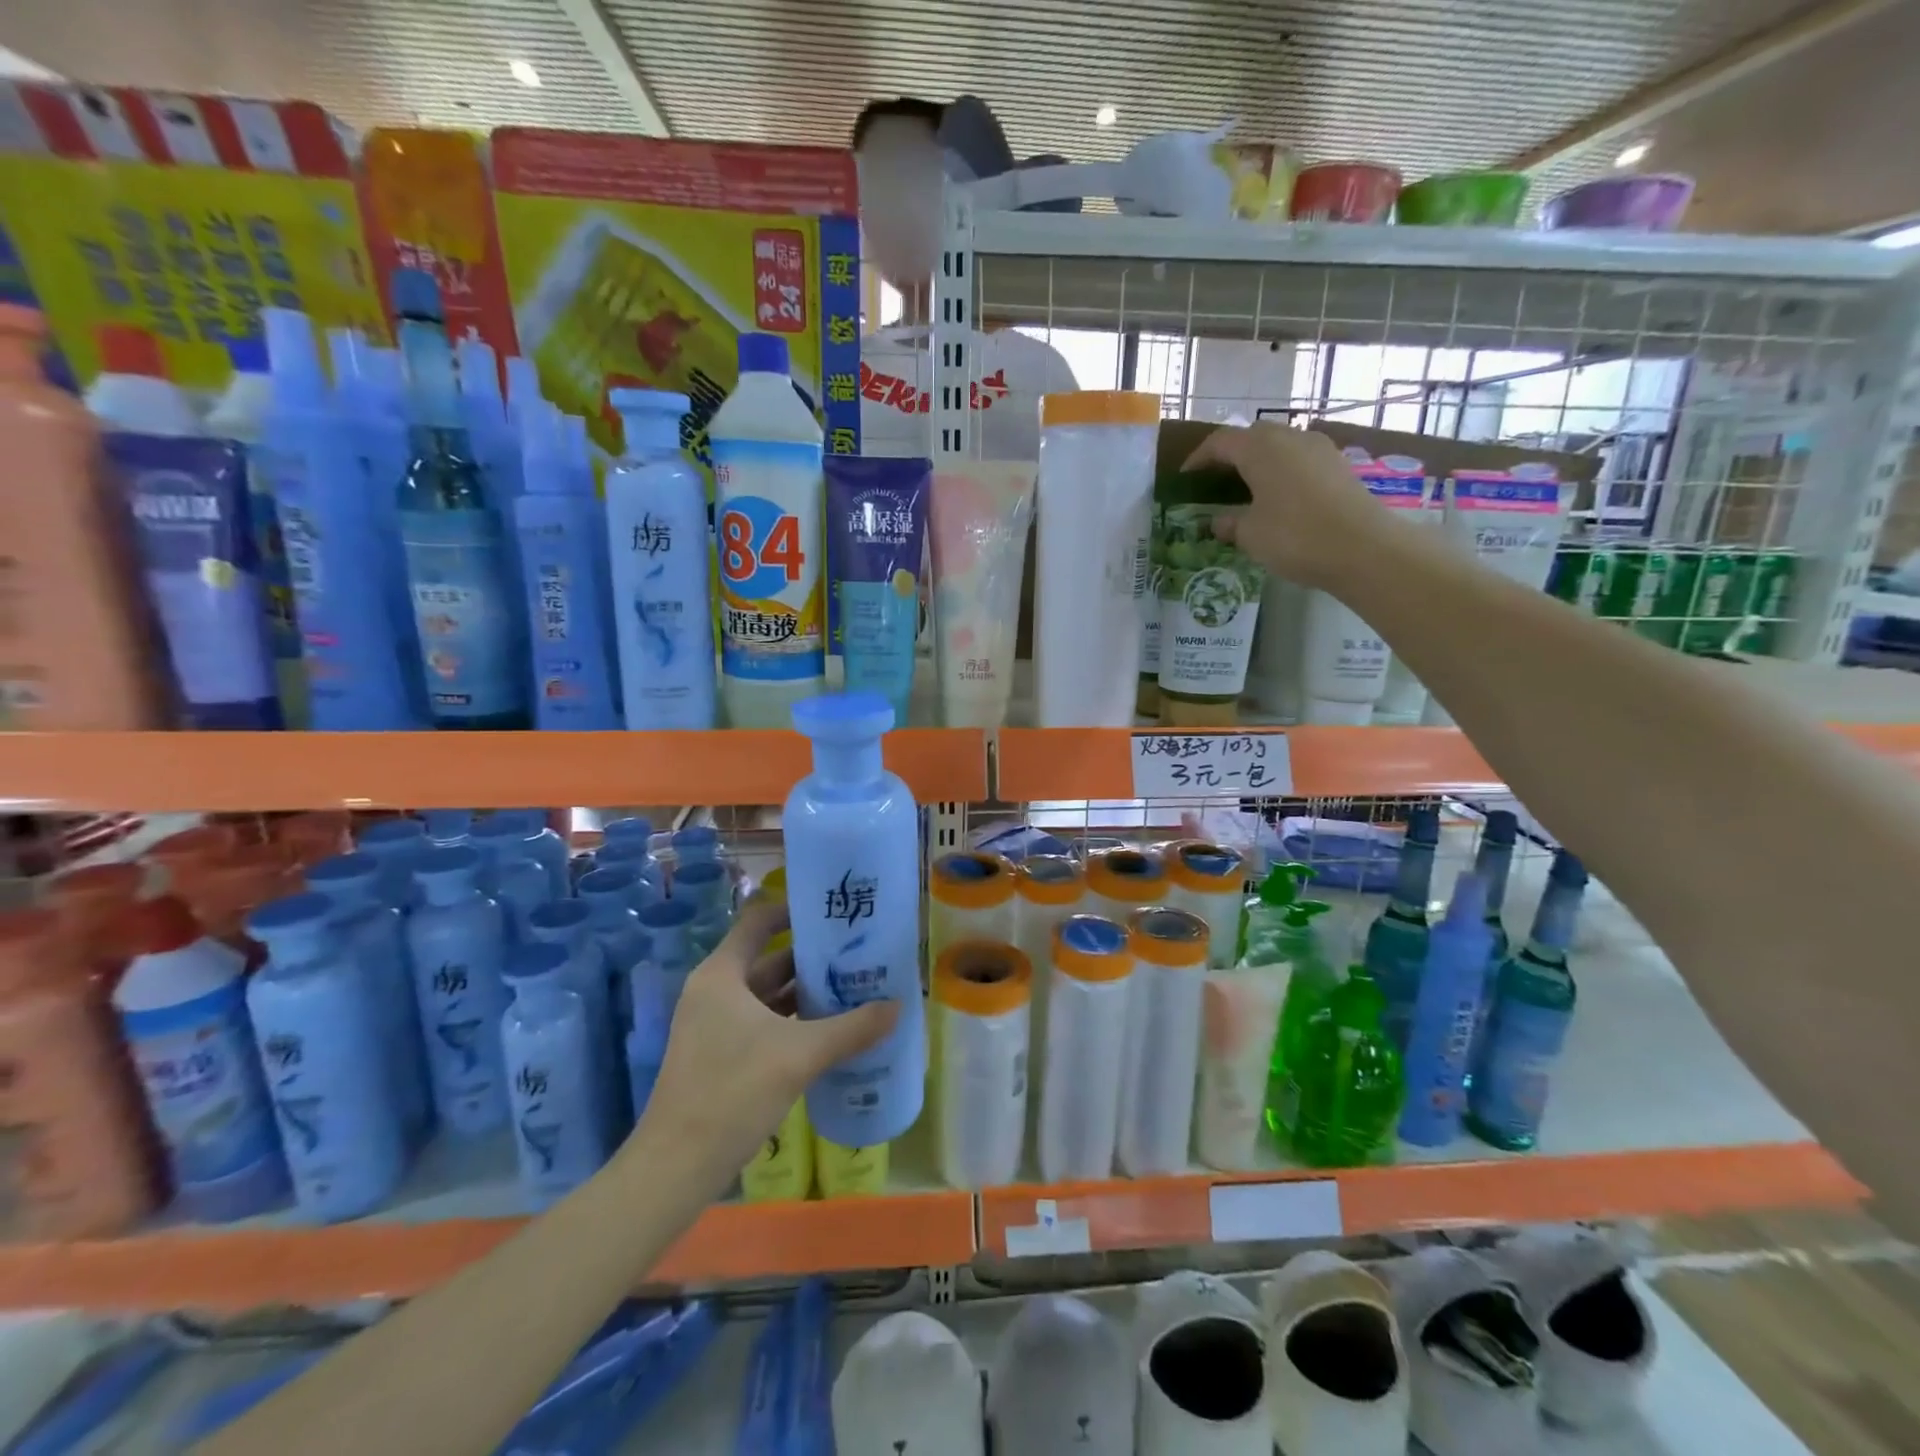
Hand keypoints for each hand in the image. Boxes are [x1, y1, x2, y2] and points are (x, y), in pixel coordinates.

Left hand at [633, 899, 897, 1192]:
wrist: (676, 1168)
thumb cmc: (733, 1092)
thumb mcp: (800, 1055)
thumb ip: (852, 1028)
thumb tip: (898, 1007)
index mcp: (722, 975)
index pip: (760, 921)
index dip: (795, 911)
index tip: (834, 913)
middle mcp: (716, 991)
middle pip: (769, 959)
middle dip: (813, 957)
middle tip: (859, 954)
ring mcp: (715, 1026)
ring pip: (768, 995)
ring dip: (807, 992)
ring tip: (855, 988)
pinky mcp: (721, 1056)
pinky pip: (764, 1023)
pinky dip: (794, 1021)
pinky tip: (830, 1031)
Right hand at [1184, 422, 1403, 588]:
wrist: (1364, 548)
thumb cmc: (1295, 537)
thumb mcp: (1250, 535)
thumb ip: (1229, 523)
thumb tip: (1218, 521)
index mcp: (1260, 448)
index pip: (1220, 442)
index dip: (1199, 459)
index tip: (1185, 478)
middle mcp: (1290, 438)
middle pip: (1252, 437)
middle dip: (1230, 456)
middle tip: (1215, 482)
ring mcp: (1319, 449)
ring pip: (1279, 446)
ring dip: (1259, 463)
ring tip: (1246, 491)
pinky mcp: (1339, 466)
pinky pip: (1300, 460)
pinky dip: (1282, 473)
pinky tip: (1278, 499)